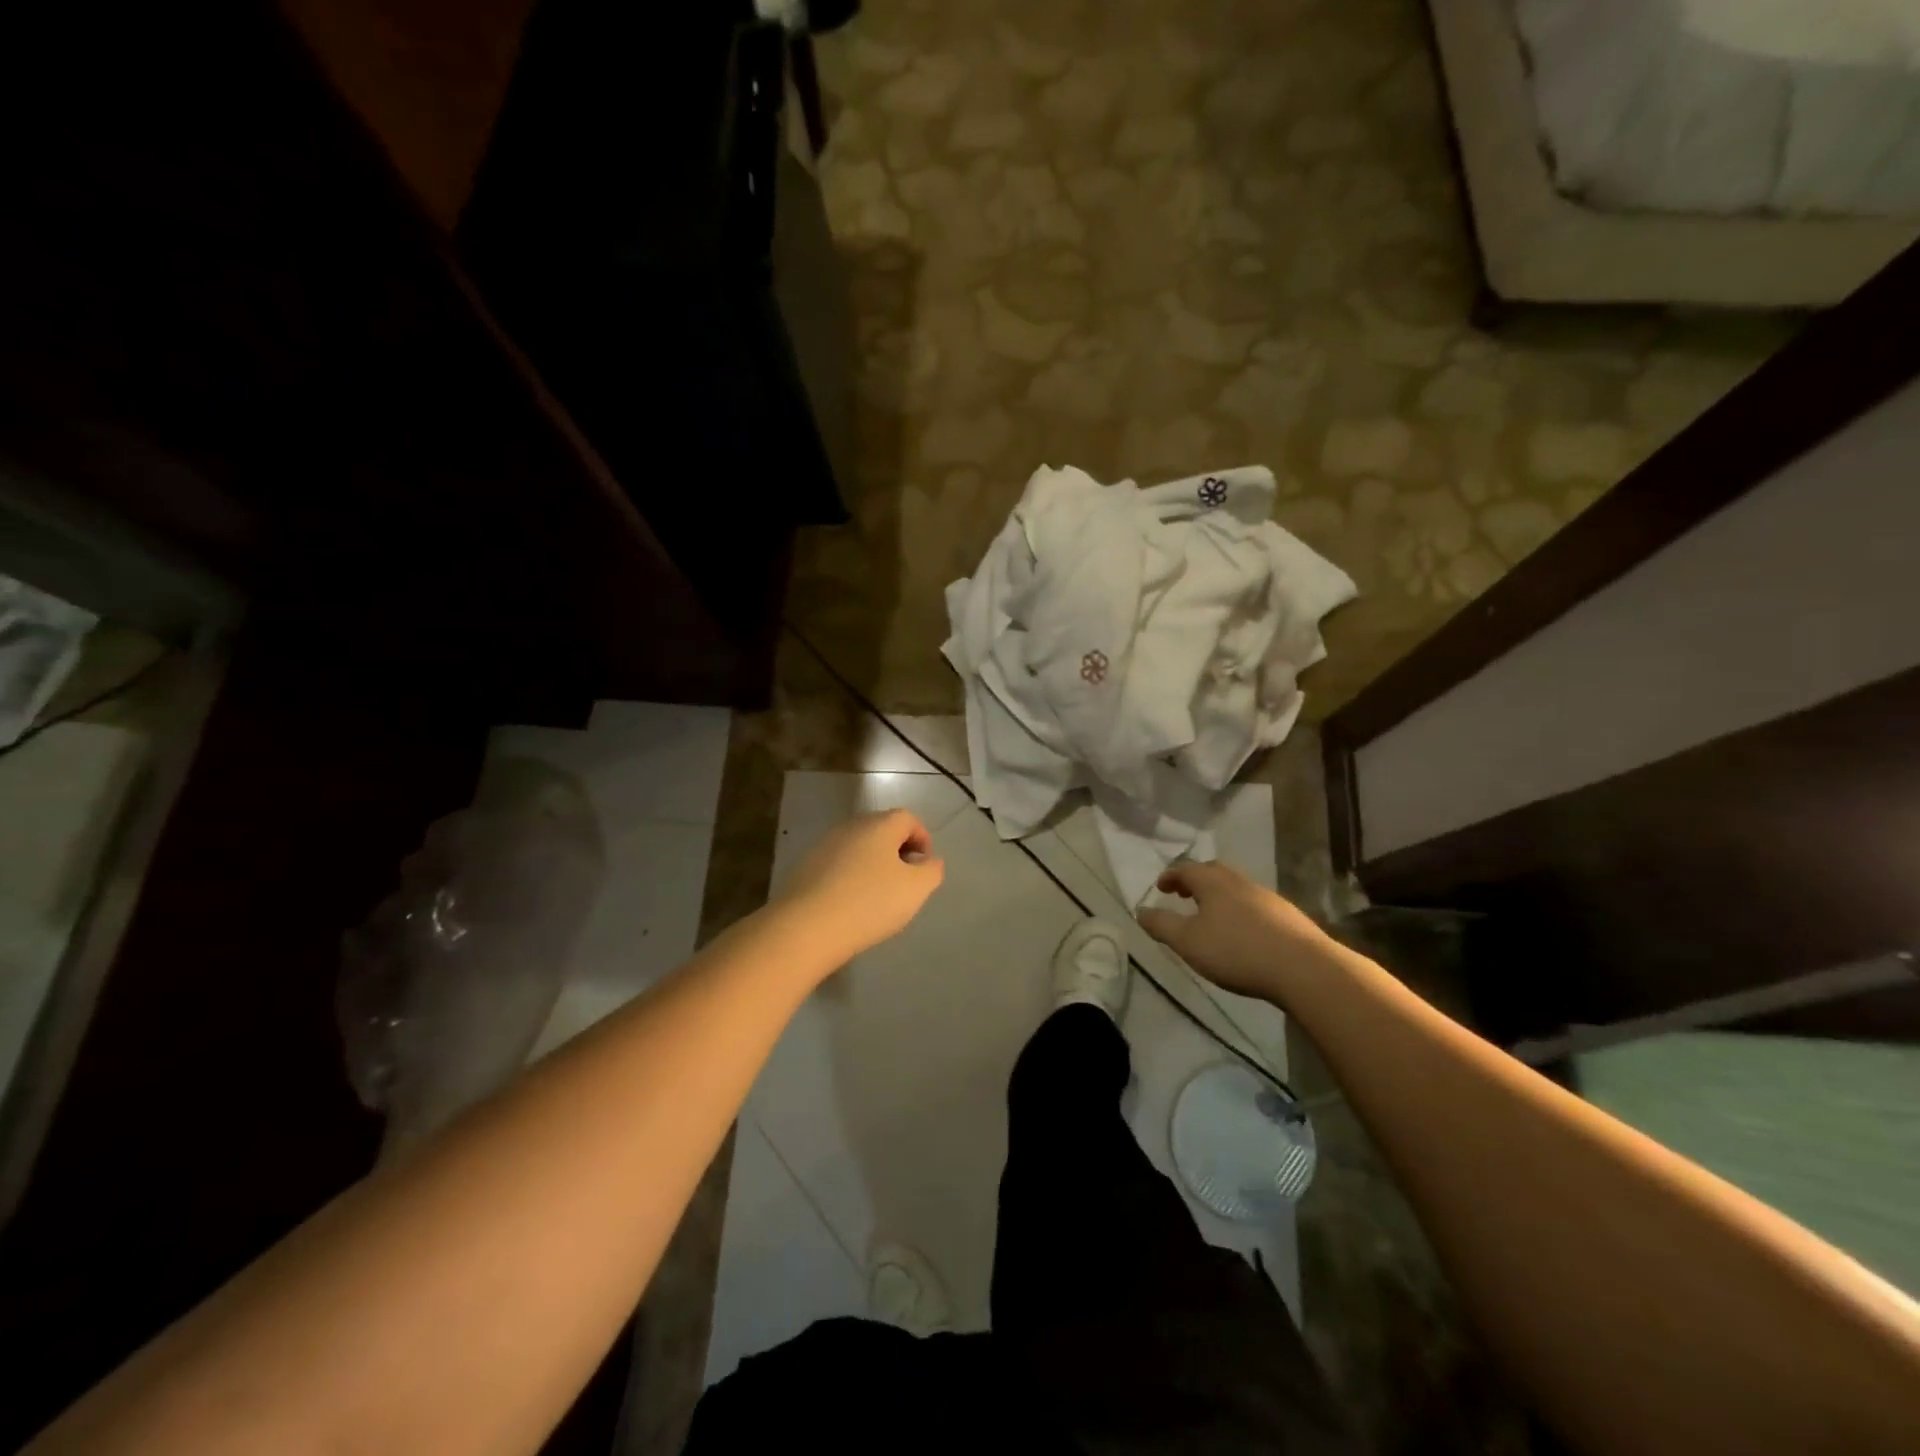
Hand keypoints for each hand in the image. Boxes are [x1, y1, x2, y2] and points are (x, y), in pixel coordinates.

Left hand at [773, 809, 944, 965]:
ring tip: (879, 897)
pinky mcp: (806, 866)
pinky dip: (851, 877)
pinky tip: (851, 904)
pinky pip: (838, 865)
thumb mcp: (916, 889)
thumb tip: (929, 861)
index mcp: (880, 824)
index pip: (909, 818)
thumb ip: (931, 871)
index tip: (925, 868)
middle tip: (905, 882)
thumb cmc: (870, 903)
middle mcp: (851, 826)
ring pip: (859, 848)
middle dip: (898, 851)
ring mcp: (825, 845)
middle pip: (882, 830)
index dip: (923, 839)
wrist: (806, 927)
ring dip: (873, 865)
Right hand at [1137, 860, 1329, 1001]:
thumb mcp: (1187, 941)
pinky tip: (1242, 932)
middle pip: (1213, 872)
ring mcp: (1267, 897)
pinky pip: (1254, 905)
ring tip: (1211, 915)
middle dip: (1195, 880)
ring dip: (1219, 896)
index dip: (1170, 876)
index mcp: (1213, 882)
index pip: (1185, 869)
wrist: (1304, 968)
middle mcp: (1239, 881)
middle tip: (1184, 894)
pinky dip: (1240, 910)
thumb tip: (1140, 911)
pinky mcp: (1288, 916)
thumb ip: (1161, 925)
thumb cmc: (1236, 951)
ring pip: (1236, 888)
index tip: (1161, 887)